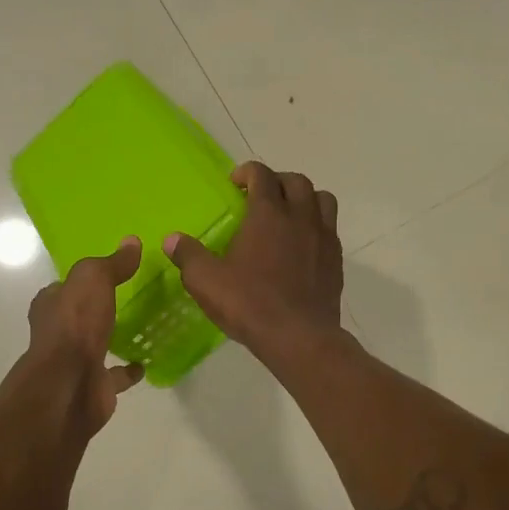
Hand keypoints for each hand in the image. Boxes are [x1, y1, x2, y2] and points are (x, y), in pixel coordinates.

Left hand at [25, 236, 145, 431]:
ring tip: (142, 328)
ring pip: (96, 345)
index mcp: (51, 306)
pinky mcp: (93, 385)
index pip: (65, 288)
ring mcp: (74, 362)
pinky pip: (114, 375)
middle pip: (79, 317)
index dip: (82, 281)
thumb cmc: (75, 325)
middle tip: (130, 299)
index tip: (107, 274)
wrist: (71, 385)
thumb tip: (132, 242)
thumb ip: (112, 263)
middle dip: (98, 310)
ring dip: (112, 339)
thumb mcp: (93, 279)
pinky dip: (128, 371)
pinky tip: (146, 362)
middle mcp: (57, 333)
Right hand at [164, 162, 343, 356]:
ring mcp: (323, 238)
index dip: (247, 172)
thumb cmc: (250, 304)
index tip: (235, 182)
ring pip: (322, 200)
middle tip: (260, 195)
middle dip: (277, 181)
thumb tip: (172, 239)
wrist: (299, 337)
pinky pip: (330, 229)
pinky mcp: (336, 260)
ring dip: (305, 198)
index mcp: (268, 214)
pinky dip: (316, 225)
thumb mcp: (206, 281)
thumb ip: (188, 255)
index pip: (262, 175)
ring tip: (288, 213)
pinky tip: (302, 245)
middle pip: (296, 182)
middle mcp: (300, 217)